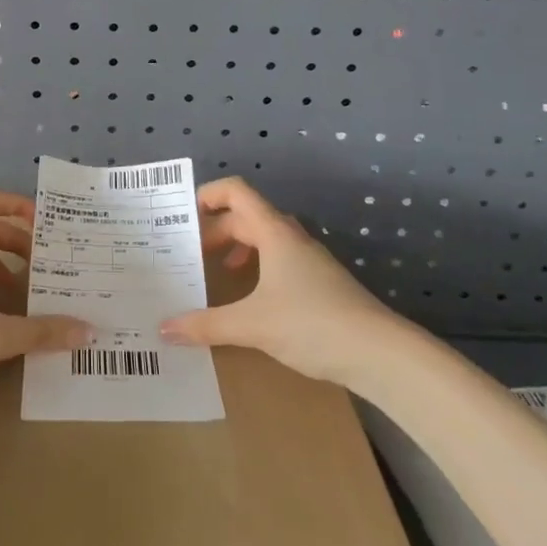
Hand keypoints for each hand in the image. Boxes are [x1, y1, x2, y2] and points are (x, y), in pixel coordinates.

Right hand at [159, 176, 399, 385]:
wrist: (381, 354)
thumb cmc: (312, 324)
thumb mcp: (252, 325)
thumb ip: (206, 325)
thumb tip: (164, 329)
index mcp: (274, 233)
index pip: (236, 192)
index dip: (207, 194)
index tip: (182, 216)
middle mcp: (291, 238)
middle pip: (246, 216)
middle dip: (215, 229)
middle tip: (189, 252)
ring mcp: (310, 260)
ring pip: (265, 238)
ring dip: (237, 246)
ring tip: (216, 269)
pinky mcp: (321, 283)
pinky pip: (279, 260)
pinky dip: (257, 266)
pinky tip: (251, 297)